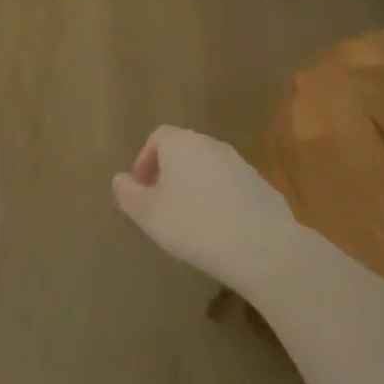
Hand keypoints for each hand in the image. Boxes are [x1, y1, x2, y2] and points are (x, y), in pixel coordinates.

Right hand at [112, 126, 296, 286]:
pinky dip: (222, 202)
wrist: (261, 246)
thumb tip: (120, 179)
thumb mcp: (148, 214)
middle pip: (185, 151)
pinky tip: (221, 232)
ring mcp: (241, 164)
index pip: (158, 137)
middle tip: (163, 205)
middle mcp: (212, 145)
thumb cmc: (194, 225)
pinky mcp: (263, 187)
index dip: (145, 160)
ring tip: (192, 221)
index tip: (141, 189)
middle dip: (170, 174)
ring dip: (197, 188)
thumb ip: (128, 194)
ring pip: (210, 169)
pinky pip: (233, 188)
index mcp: (182, 143)